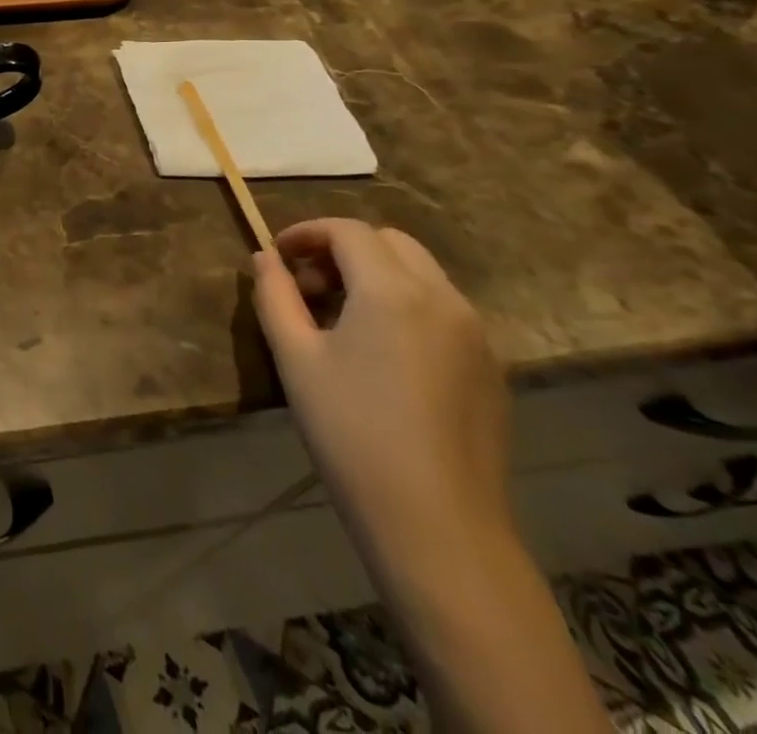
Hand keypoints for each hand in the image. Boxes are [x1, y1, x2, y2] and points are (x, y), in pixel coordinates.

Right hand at [251, 219, 511, 557]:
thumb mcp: (295, 357)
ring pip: (421, 273)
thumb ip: (275, 294)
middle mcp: (443, 299)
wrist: (437, 526)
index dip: (306, 232)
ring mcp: (476, 334)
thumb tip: (265, 257)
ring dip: (376, 274)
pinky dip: (405, 304)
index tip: (277, 256)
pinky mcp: (490, 368)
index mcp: (392, 290)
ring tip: (340, 318)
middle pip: (390, 242)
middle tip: (309, 284)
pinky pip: (442, 309)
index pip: (347, 230)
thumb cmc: (351, 432)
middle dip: (343, 248)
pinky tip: (380, 352)